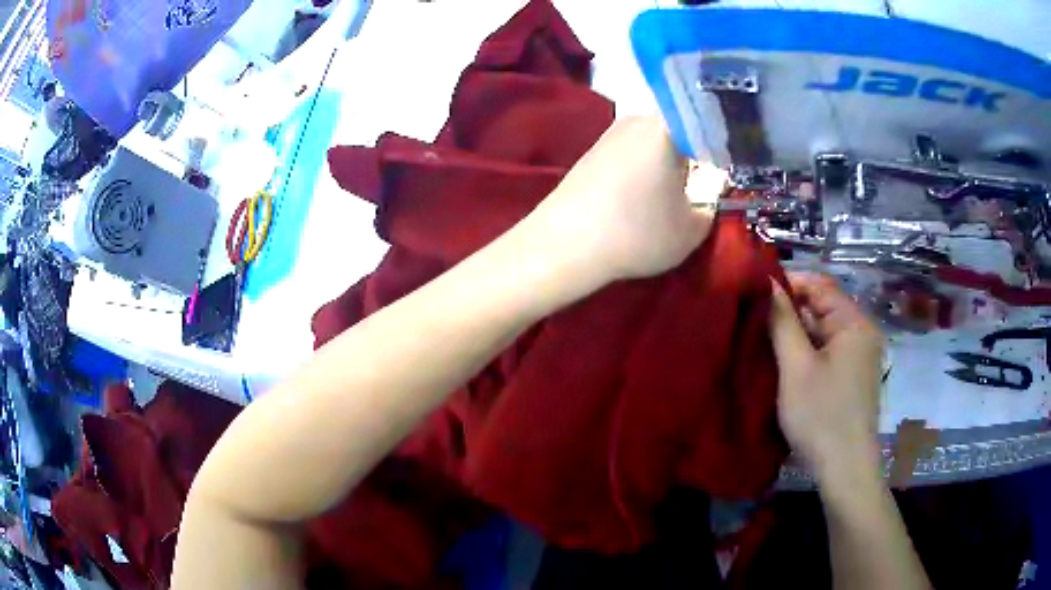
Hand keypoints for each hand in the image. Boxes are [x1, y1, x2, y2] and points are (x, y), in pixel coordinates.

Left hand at [525, 116, 713, 283]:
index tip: (737, 157)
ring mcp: (613, 131)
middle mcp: (639, 118)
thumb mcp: (692, 229)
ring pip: (658, 135)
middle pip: (682, 123)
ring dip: (673, 154)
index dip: (728, 136)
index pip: (709, 118)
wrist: (565, 245)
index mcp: (668, 125)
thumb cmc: (637, 233)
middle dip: (700, 144)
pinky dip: (649, 162)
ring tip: (685, 181)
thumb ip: (713, 204)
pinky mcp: (594, 149)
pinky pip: (635, 147)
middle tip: (716, 170)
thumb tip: (712, 189)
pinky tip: (649, 186)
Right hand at [768, 273, 884, 483]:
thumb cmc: (821, 415)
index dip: (788, 283)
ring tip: (764, 343)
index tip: (755, 294)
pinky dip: (807, 353)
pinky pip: (828, 352)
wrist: (844, 469)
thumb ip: (782, 321)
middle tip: (755, 323)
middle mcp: (862, 333)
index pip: (820, 285)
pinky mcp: (853, 377)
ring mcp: (860, 357)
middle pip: (823, 308)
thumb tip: (768, 283)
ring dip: (796, 335)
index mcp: (854, 323)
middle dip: (790, 312)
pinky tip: (785, 365)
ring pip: (823, 332)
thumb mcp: (795, 367)